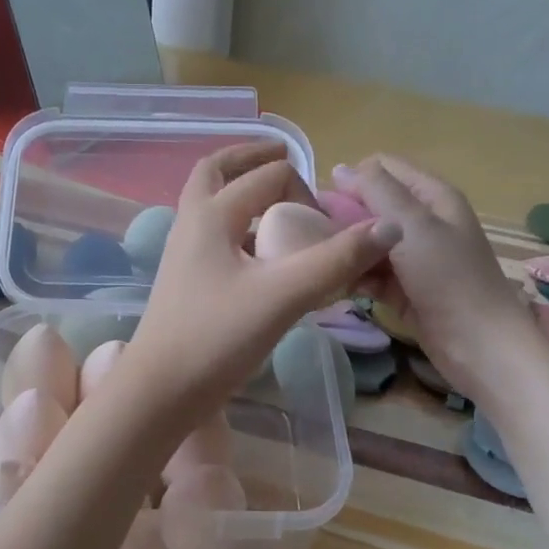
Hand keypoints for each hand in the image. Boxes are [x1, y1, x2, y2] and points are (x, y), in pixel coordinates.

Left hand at [127, 143, 402, 413]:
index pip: (267, 176)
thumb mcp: (283, 296)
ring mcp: (183, 253)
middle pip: (217, 171)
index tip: (326, 231)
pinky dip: (239, 226)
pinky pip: (214, 235)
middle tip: (284, 155)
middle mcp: (191, 223)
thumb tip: (390, 227)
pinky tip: (262, 254)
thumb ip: (335, 260)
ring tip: (277, 200)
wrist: (159, 392)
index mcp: (210, 214)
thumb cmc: (216, 338)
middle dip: (252, 159)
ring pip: (210, 203)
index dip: (305, 192)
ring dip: (241, 190)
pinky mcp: (185, 280)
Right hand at [332, 155, 539, 398]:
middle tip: (314, 234)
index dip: (353, 178)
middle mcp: (423, 222)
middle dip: (345, 217)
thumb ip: (376, 191)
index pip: (383, 168)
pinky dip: (355, 276)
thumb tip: (340, 167)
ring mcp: (414, 258)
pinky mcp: (404, 288)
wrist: (478, 345)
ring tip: (319, 259)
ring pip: (369, 242)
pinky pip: (371, 273)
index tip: (324, 202)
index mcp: (432, 197)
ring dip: (347, 249)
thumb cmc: (448, 278)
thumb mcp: (412, 225)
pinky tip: (333, 282)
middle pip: (373, 206)